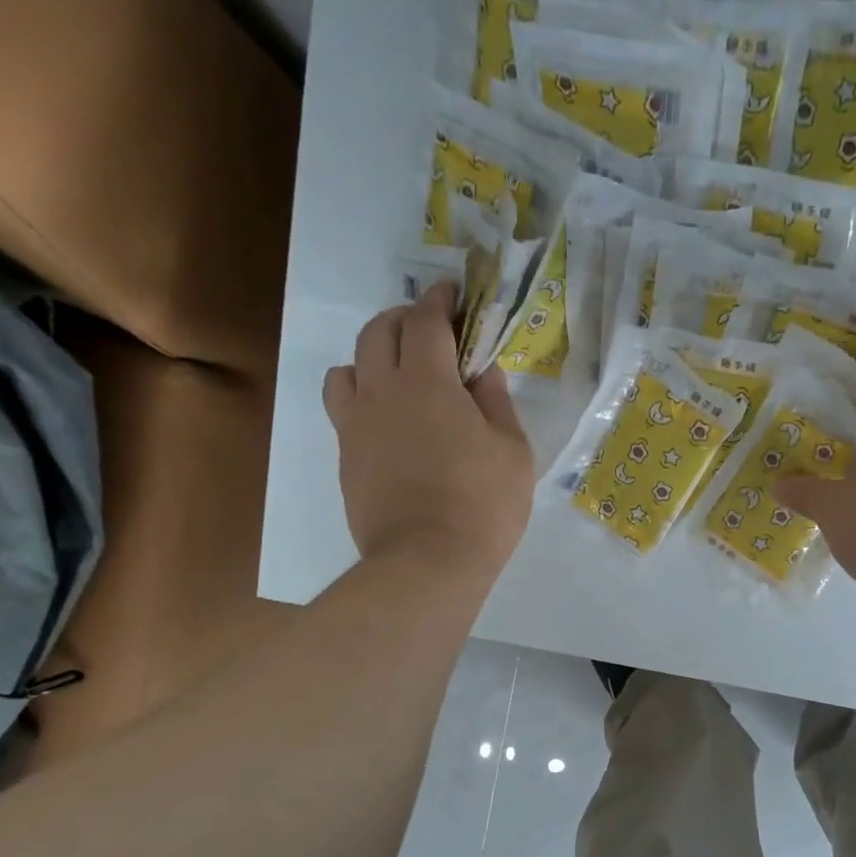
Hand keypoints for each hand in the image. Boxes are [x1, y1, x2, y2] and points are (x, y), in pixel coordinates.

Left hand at [323, 283, 532, 579]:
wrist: (427, 563)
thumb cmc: (483, 506)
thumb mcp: (513, 452)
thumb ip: (496, 403)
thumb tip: (482, 371)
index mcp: (428, 383)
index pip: (426, 321)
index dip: (439, 301)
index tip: (452, 293)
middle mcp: (382, 392)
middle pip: (377, 331)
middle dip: (403, 318)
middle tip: (429, 330)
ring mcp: (356, 425)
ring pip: (348, 366)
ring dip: (372, 355)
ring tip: (397, 373)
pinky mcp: (345, 456)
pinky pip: (342, 406)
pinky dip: (361, 394)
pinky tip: (385, 417)